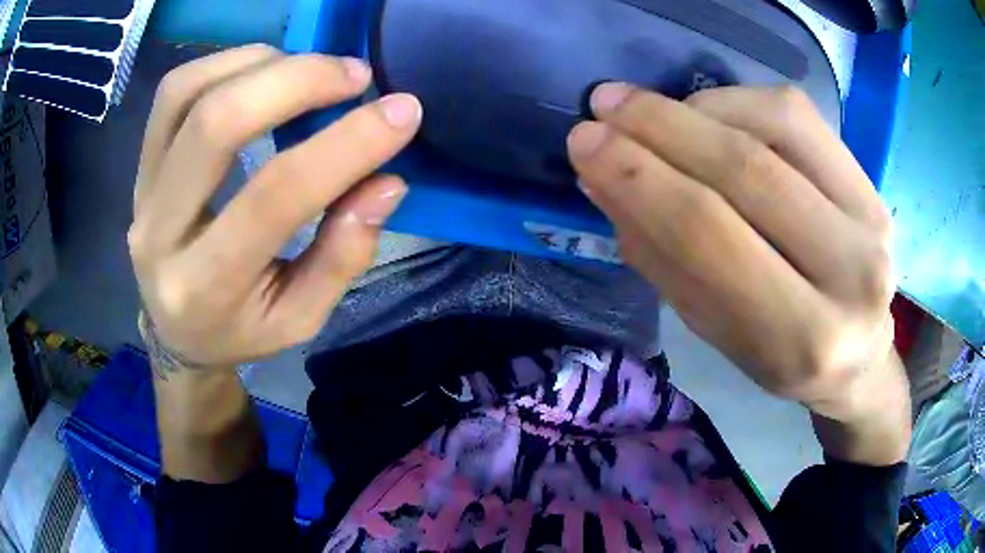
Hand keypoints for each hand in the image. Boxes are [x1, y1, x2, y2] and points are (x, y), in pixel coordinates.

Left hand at [129, 45, 421, 371]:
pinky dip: (226, 64)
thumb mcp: (300, 320)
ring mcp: (140, 192)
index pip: (275, 198)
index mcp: (206, 287)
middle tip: (354, 75)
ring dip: (259, 64)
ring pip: (186, 94)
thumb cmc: (240, 329)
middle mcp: (159, 234)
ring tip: (308, 69)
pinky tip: (264, 71)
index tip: (402, 111)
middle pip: (216, 125)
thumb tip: (386, 183)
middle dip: (297, 82)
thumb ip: (342, 256)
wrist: (175, 329)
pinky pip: (173, 93)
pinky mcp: (139, 165)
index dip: (345, 145)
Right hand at [567, 84, 908, 461]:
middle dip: (659, 129)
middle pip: (745, 171)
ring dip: (694, 108)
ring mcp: (871, 219)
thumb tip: (604, 179)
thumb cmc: (780, 356)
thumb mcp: (715, 332)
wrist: (858, 351)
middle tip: (601, 107)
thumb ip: (664, 258)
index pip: (711, 238)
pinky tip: (702, 112)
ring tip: (644, 110)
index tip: (584, 143)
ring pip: (774, 125)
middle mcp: (852, 275)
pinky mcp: (872, 182)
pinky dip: (737, 101)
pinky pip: (797, 114)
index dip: (639, 180)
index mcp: (802, 341)